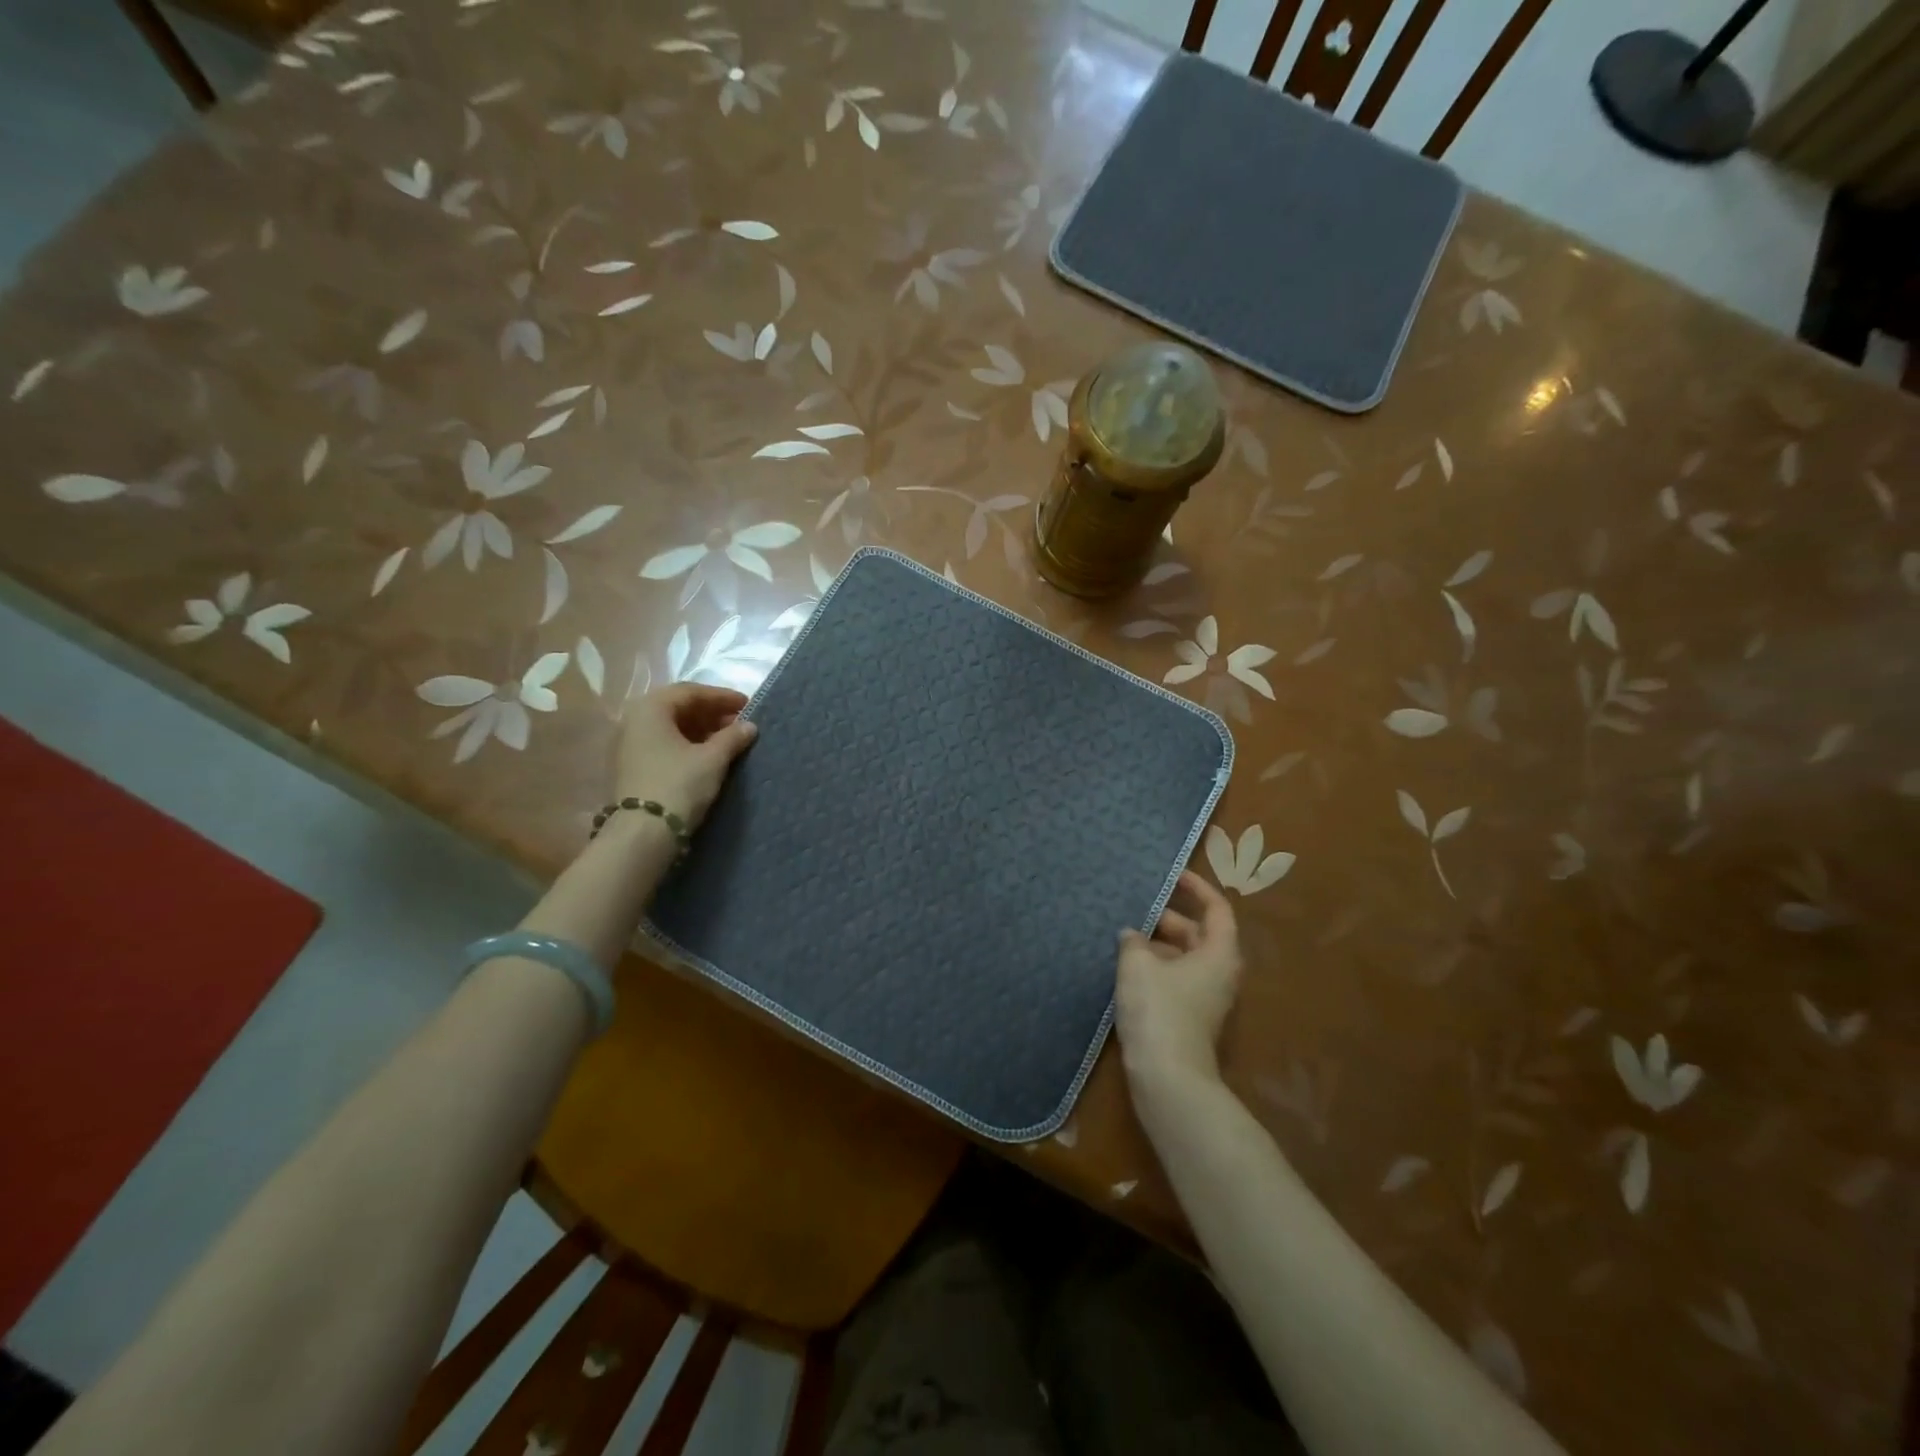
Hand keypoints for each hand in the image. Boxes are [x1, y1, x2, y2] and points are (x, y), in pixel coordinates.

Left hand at [615, 683, 757, 828]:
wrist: (642, 833)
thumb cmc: (678, 785)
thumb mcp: (712, 759)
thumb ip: (732, 737)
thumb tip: (749, 726)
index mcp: (651, 709)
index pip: (691, 692)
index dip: (722, 697)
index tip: (747, 705)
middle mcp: (635, 720)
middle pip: (679, 707)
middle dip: (712, 713)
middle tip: (739, 722)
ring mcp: (630, 744)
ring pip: (672, 727)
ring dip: (702, 729)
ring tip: (729, 739)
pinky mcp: (633, 766)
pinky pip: (665, 743)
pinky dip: (689, 744)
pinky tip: (709, 755)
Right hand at [1114, 871, 1240, 1091]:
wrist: (1168, 1078)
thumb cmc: (1159, 1011)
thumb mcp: (1138, 966)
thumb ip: (1133, 942)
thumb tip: (1131, 935)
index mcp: (1218, 953)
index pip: (1216, 908)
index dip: (1197, 888)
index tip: (1172, 876)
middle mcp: (1219, 973)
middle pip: (1198, 933)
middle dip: (1167, 918)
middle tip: (1134, 908)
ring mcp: (1206, 998)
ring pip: (1183, 958)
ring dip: (1157, 945)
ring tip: (1123, 936)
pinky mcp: (1189, 1018)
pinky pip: (1174, 979)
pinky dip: (1154, 968)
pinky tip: (1125, 968)